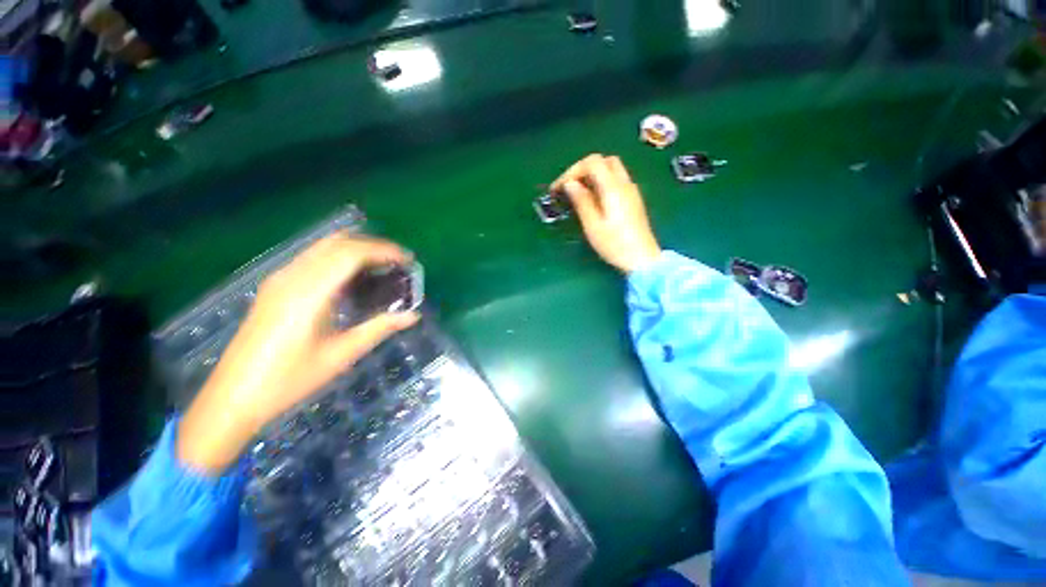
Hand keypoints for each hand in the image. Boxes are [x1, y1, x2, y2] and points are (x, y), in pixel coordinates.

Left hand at [177, 234, 419, 473]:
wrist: (233, 396)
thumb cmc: (289, 379)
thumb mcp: (341, 355)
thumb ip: (379, 329)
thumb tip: (413, 315)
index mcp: (309, 293)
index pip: (351, 253)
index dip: (383, 250)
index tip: (408, 259)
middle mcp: (292, 277)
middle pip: (338, 243)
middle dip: (373, 246)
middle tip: (398, 262)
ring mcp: (280, 279)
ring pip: (324, 247)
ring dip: (356, 249)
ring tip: (382, 267)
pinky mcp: (276, 286)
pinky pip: (313, 258)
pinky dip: (339, 258)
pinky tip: (352, 279)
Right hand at [552, 154, 661, 272]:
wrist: (642, 259)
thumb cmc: (615, 245)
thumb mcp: (593, 225)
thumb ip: (581, 201)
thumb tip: (570, 184)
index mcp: (613, 188)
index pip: (592, 162)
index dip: (572, 171)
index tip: (558, 188)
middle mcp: (624, 184)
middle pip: (604, 161)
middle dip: (583, 169)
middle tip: (569, 187)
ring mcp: (631, 191)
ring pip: (611, 169)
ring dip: (592, 175)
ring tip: (577, 193)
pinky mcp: (633, 199)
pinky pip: (616, 180)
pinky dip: (601, 182)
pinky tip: (593, 199)